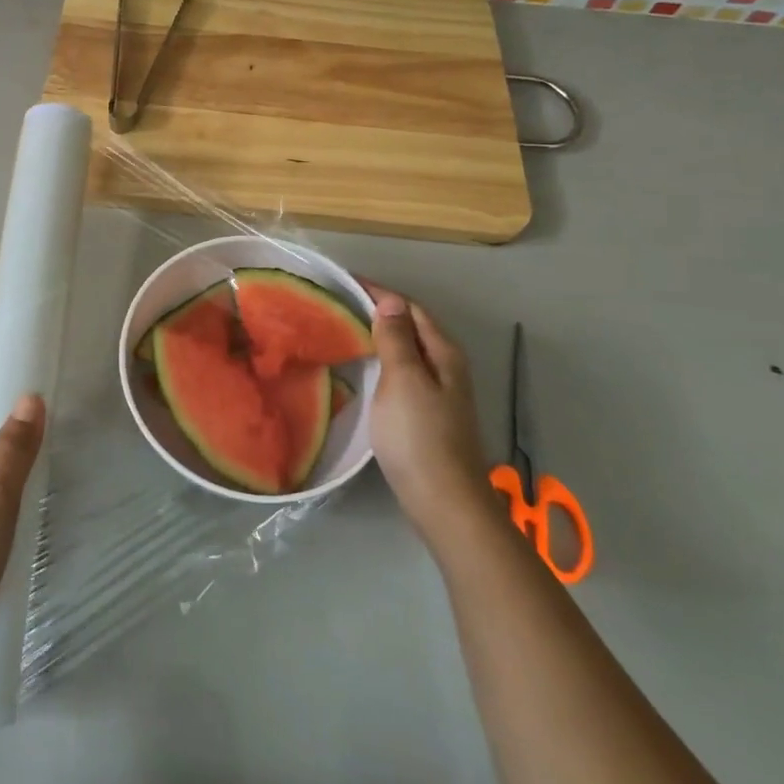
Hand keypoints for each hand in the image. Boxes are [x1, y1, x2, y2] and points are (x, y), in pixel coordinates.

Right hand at [366, 291, 492, 540]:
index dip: (379, 292)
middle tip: (337, 304)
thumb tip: (391, 300)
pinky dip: (382, 361)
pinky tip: (363, 369)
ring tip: (343, 330)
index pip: (409, 308)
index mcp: (443, 352)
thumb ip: (396, 339)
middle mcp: (446, 366)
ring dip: (379, 336)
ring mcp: (439, 392)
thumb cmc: (419, 436)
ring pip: (407, 350)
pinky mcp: (427, 413)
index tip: (343, 282)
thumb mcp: (403, 380)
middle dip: (378, 311)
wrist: (443, 501)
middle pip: (411, 327)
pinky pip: (402, 372)